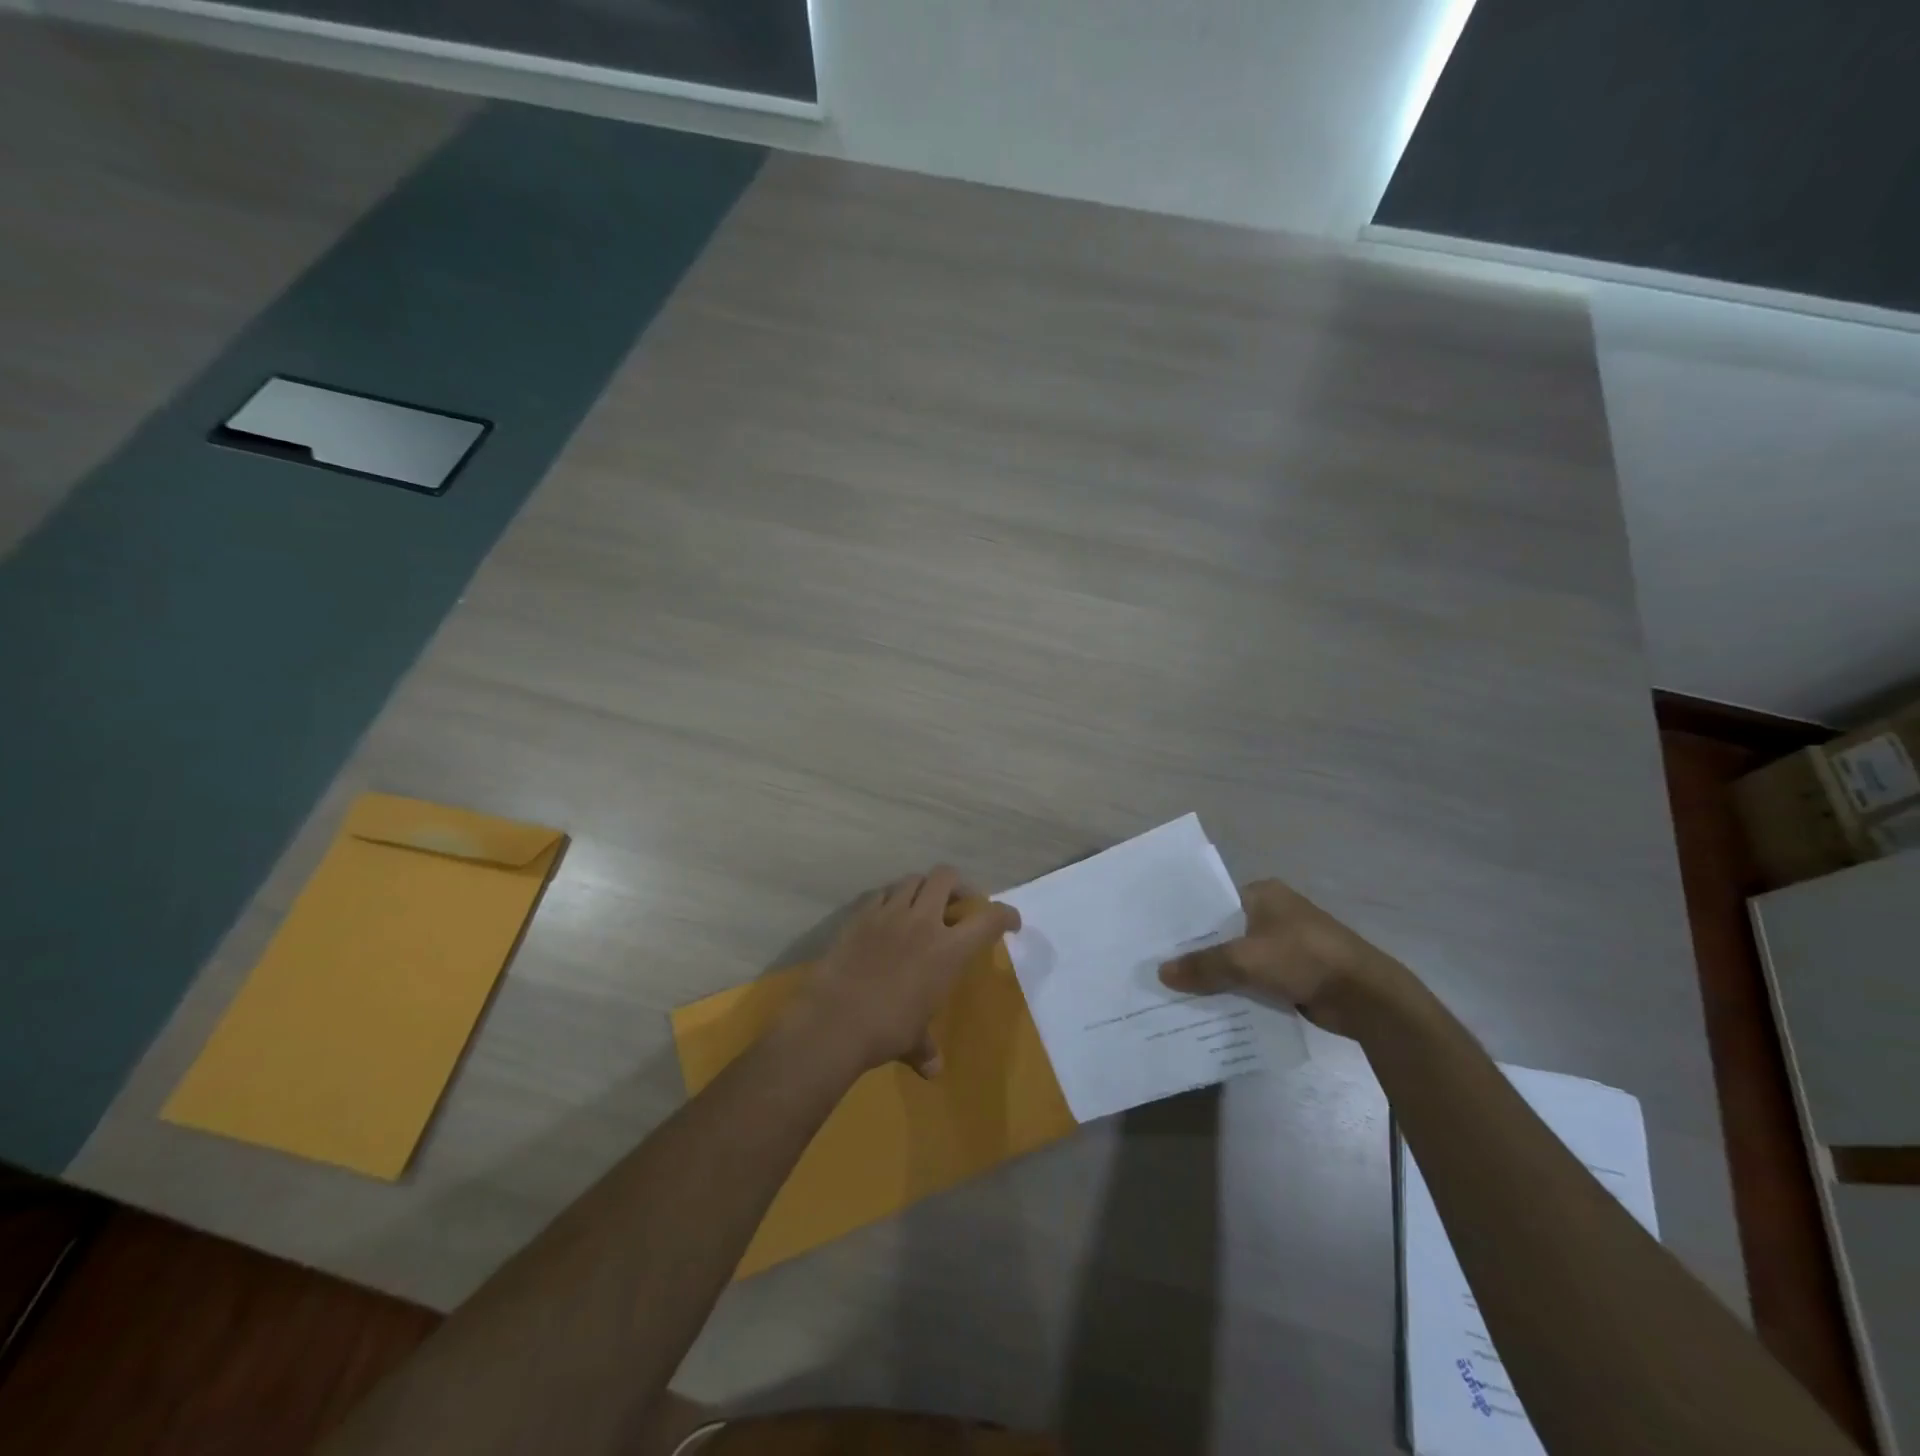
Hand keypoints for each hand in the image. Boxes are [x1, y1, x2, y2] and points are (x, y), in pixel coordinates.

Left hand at [784, 866, 1020, 1078]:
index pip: (989, 919)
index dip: (1006, 915)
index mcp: (948, 950)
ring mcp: (889, 913)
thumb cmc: (886, 1031)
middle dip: (958, 886)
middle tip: (958, 905)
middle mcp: (923, 922)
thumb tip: (933, 1070)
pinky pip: (881, 893)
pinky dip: (890, 898)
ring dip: (923, 888)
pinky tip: (887, 916)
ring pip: (913, 880)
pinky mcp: (860, 915)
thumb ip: (926, 1048)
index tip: (1011, 922)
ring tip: (922, 906)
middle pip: (947, 878)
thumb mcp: (914, 1041)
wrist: (835, 1021)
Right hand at [1157, 878, 1403, 1035]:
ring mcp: (1285, 944)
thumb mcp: (1246, 960)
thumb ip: (1203, 966)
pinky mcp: (1294, 973)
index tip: (1156, 939)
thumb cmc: (1305, 959)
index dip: (1186, 922)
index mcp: (1263, 894)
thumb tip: (1161, 973)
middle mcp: (1272, 913)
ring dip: (1216, 975)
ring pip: (1237, 958)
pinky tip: (1209, 1005)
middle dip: (1197, 952)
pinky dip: (1236, 990)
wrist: (1367, 997)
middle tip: (1159, 967)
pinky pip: (1253, 979)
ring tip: (1176, 989)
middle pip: (1223, 933)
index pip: (1212, 903)